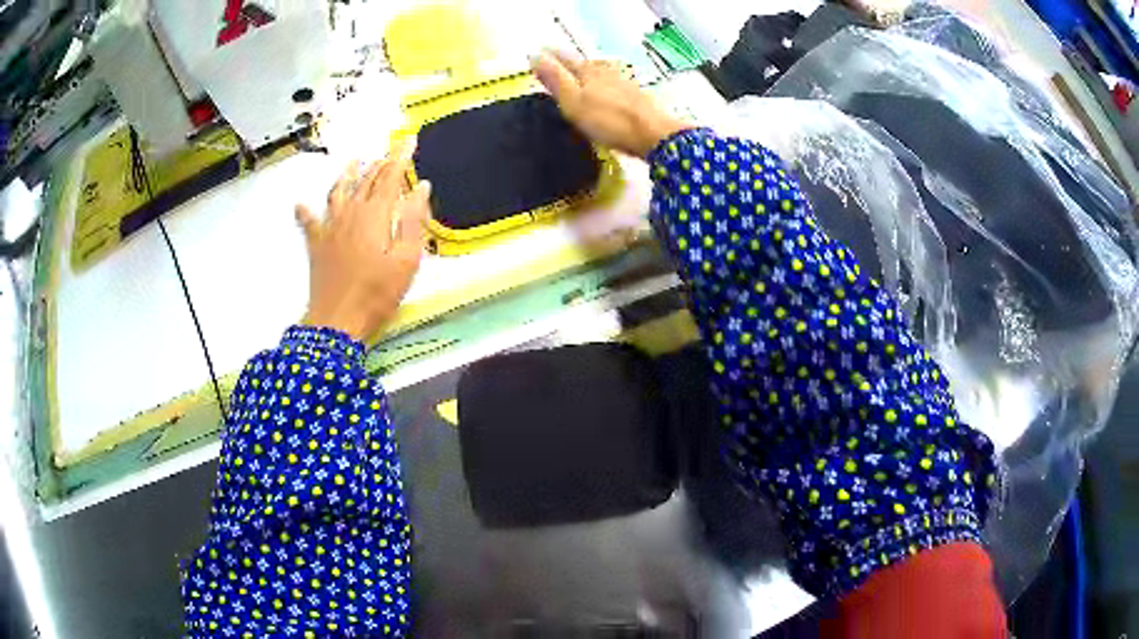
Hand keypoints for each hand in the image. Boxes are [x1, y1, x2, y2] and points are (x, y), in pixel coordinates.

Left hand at [296, 140, 430, 341]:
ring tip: (354, 162)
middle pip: (367, 180)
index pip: (391, 176)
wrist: (337, 321)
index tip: (410, 140)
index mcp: (376, 214)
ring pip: (339, 192)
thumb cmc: (377, 292)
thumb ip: (415, 220)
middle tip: (390, 151)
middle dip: (380, 162)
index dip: (401, 157)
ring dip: (348, 175)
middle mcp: (351, 212)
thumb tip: (422, 187)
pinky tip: (299, 204)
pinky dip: (305, 211)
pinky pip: (309, 222)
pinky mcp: (317, 244)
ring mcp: (330, 227)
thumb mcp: (407, 260)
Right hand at [531, 50, 691, 157]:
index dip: (551, 57)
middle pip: (585, 64)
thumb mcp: (573, 101)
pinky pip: (616, 83)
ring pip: (603, 72)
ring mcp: (625, 84)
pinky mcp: (638, 97)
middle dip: (571, 62)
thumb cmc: (608, 120)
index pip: (565, 59)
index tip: (539, 53)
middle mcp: (606, 72)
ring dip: (591, 71)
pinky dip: (607, 83)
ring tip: (583, 72)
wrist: (653, 135)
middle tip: (559, 61)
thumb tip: (535, 55)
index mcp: (588, 72)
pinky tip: (609, 88)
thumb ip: (555, 78)